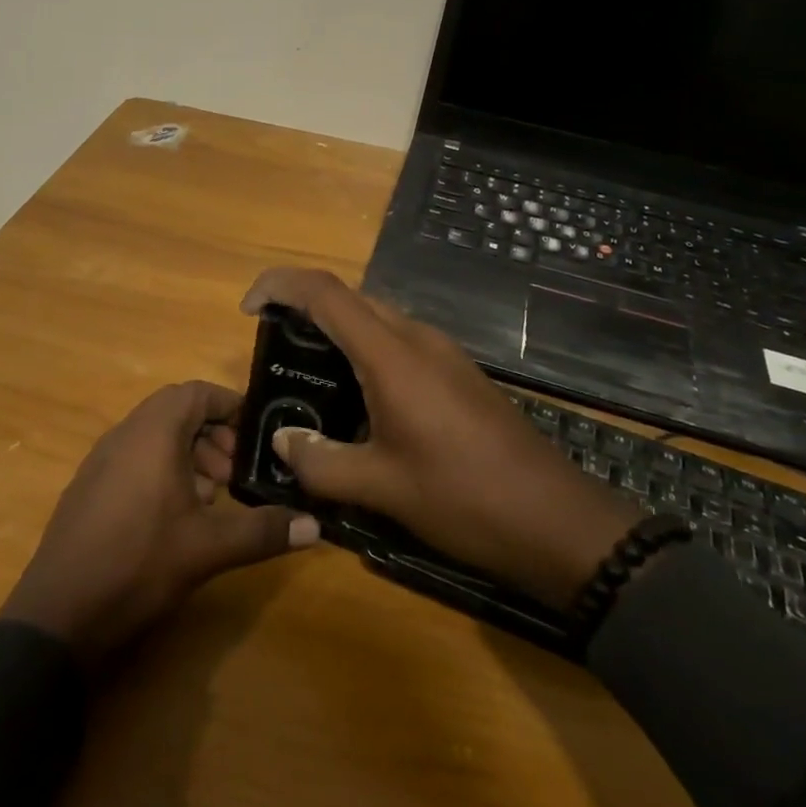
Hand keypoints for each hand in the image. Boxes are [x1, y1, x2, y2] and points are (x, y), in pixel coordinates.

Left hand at [0, 381, 318, 662]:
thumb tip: (317, 527)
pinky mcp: (89, 487)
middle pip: (177, 411)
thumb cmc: (137, 565)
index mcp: (153, 432)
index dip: (230, 405)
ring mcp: (101, 460)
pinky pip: (135, 458)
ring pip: (155, 436)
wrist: (57, 615)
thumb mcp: (208, 549)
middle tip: (235, 473)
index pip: (197, 392)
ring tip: (211, 498)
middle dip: (213, 435)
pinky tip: (176, 517)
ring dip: (189, 454)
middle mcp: (125, 434)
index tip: (257, 434)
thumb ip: (263, 532)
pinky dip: (163, 471)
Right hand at [241, 268, 642, 606]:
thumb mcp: (381, 488)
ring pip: (376, 319)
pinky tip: (357, 400)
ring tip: (306, 375)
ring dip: (336, 331)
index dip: (280, 285)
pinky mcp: (458, 373)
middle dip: (304, 308)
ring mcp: (443, 353)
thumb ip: (320, 462)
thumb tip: (283, 441)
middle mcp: (417, 338)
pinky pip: (399, 343)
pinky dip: (364, 352)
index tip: (249, 308)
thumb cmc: (463, 498)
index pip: (325, 292)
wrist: (556, 521)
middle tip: (272, 348)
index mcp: (392, 354)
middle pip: (350, 299)